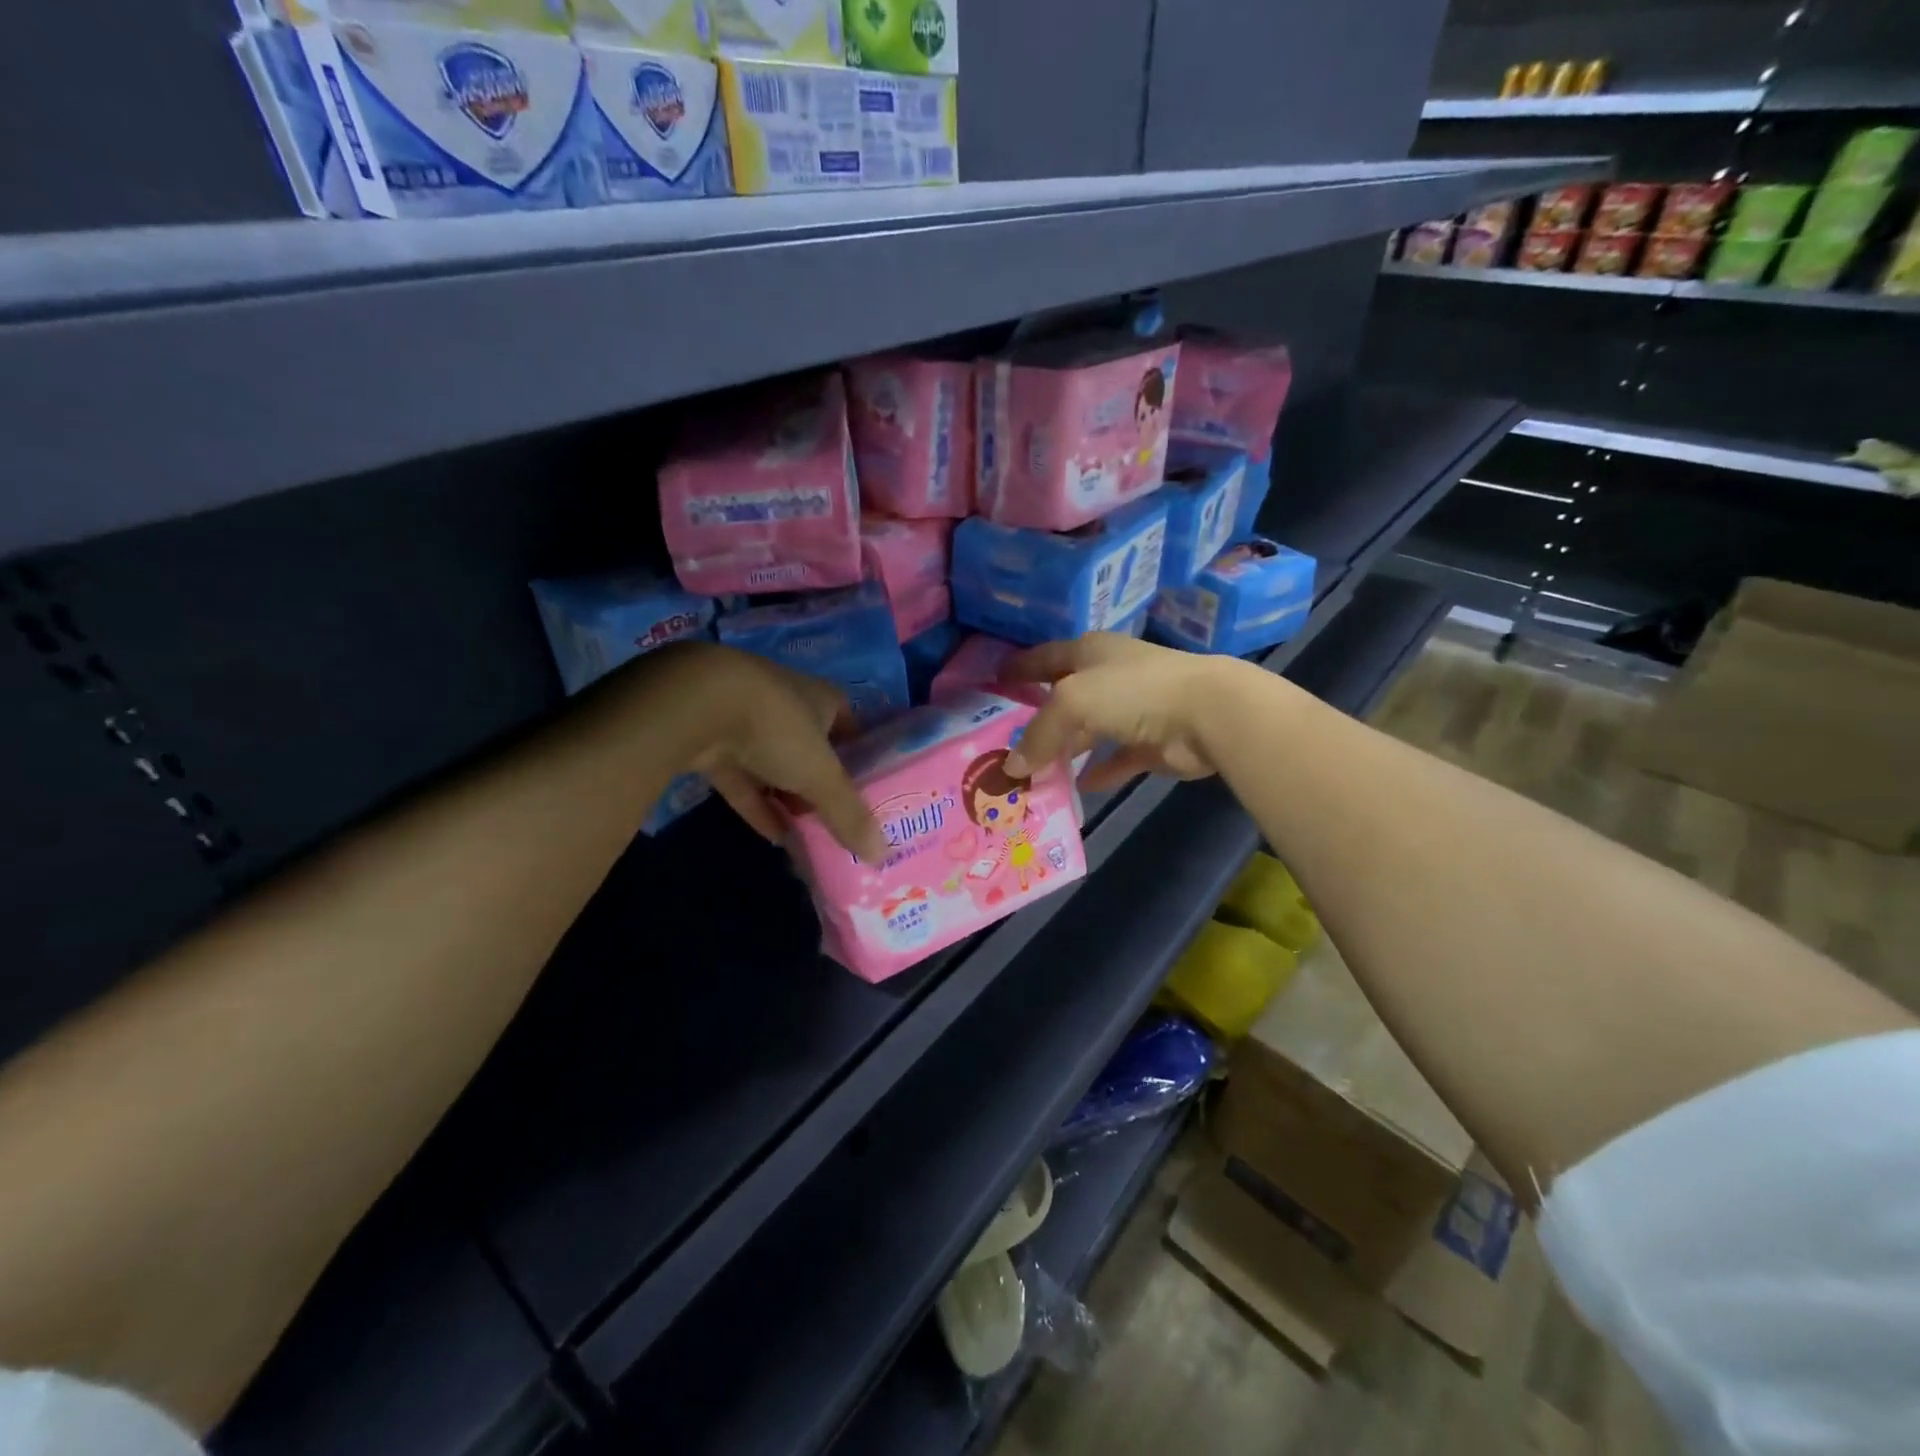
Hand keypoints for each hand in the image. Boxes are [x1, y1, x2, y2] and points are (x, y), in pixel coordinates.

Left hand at [620, 642, 885, 859]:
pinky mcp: (711, 743)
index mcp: (821, 698)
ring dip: (789, 799)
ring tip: (811, 836)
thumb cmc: (777, 727)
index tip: (869, 791)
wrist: (695, 705)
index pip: (850, 726)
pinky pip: (742, 781)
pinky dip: (758, 806)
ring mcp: (745, 723)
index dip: (860, 757)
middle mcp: (786, 705)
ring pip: (775, 767)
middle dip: (823, 784)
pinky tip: (774, 838)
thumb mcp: (821, 775)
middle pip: (811, 749)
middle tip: (840, 822)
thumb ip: (848, 814)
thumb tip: (881, 855)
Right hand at [1000, 634, 1229, 791]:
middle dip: (1037, 718)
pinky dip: (1096, 772)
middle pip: (1064, 698)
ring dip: (1064, 750)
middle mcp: (1109, 677)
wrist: (1208, 713)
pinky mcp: (1150, 743)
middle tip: (1004, 742)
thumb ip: (1039, 734)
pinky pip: (1114, 759)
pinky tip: (1074, 788)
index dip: (1019, 668)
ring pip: (1088, 732)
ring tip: (1031, 773)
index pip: (1044, 657)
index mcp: (1090, 652)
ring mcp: (1132, 710)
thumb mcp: (1072, 703)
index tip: (992, 683)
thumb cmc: (1132, 692)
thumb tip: (1012, 767)